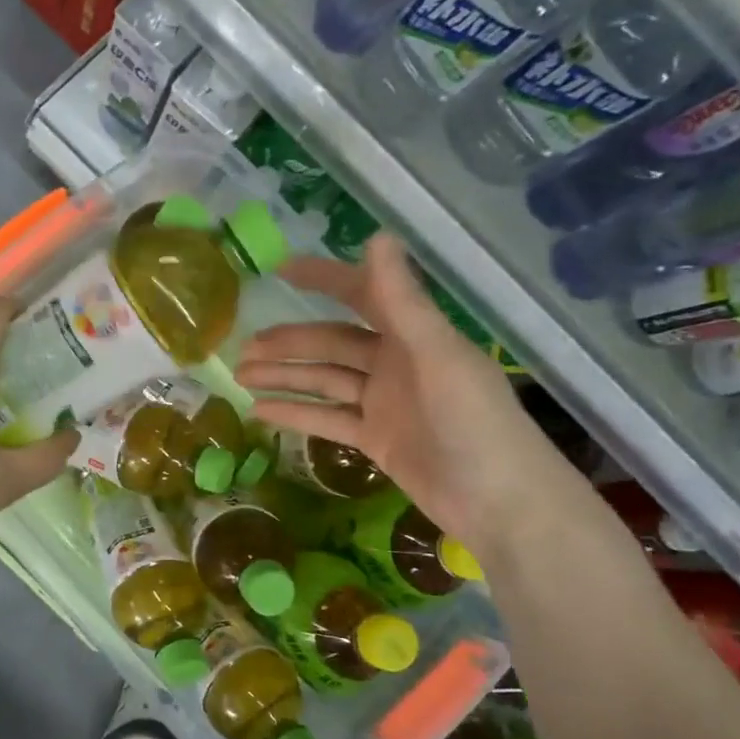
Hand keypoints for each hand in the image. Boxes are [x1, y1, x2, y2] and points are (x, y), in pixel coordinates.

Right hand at [235, 233, 588, 560]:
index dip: (324, 280)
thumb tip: (377, 235)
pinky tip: (260, 411)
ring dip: (284, 377)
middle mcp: (395, 363)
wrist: (500, 503)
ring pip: (323, 381)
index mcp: (414, 335)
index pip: (361, 295)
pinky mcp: (375, 439)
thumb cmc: (476, 422)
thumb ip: (402, 301)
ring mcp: (383, 403)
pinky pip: (327, 419)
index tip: (280, 271)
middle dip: (288, 343)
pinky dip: (295, 414)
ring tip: (240, 376)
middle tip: (243, 347)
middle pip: (331, 344)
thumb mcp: (438, 356)